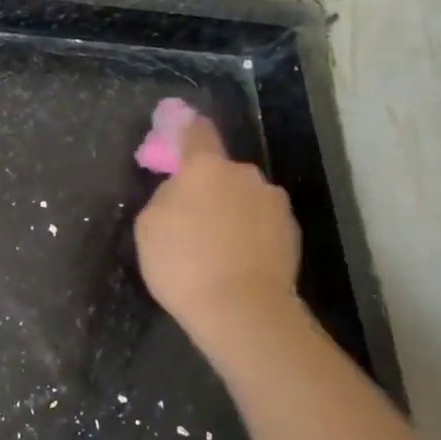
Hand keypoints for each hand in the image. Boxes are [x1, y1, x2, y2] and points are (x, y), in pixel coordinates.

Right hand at [135, 114, 303, 343]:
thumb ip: (165, 196)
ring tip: (216, 247)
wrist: (242, 310)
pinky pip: (261, 222)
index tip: (176, 133)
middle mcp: (245, 175)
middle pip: (221, 171)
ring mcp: (274, 202)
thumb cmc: (184, 264)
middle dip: (207, 186)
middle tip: (191, 218)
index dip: (184, 129)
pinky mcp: (292, 232)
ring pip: (243, 197)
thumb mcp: (149, 226)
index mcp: (206, 167)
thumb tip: (182, 192)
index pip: (196, 132)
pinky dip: (249, 233)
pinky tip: (237, 261)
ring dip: (230, 211)